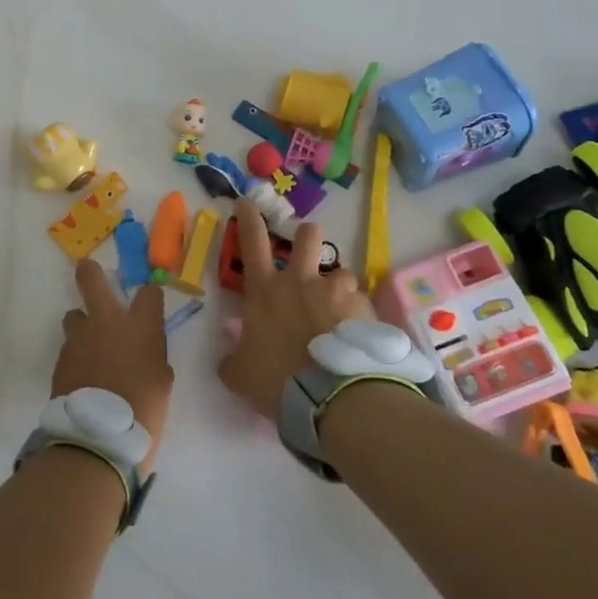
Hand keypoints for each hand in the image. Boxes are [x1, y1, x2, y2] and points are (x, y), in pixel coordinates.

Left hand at [53, 260, 172, 469]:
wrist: (99, 436)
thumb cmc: (144, 409)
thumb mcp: (161, 380)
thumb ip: (153, 355)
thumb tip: (143, 350)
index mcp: (141, 326)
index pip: (149, 292)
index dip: (149, 296)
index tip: (149, 302)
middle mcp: (107, 322)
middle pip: (92, 280)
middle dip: (89, 272)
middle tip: (87, 268)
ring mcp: (80, 338)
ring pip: (75, 315)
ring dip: (82, 324)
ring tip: (89, 344)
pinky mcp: (61, 358)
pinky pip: (69, 346)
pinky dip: (77, 354)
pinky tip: (83, 372)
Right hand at [218, 199, 374, 420]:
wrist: (330, 397)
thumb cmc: (276, 380)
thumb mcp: (240, 374)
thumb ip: (234, 358)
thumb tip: (232, 353)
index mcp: (265, 291)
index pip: (252, 241)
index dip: (249, 217)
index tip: (247, 201)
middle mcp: (301, 281)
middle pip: (308, 236)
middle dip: (307, 236)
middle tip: (309, 254)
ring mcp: (336, 291)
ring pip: (341, 272)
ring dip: (338, 289)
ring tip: (340, 314)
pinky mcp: (364, 308)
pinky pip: (362, 304)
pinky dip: (359, 317)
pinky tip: (357, 339)